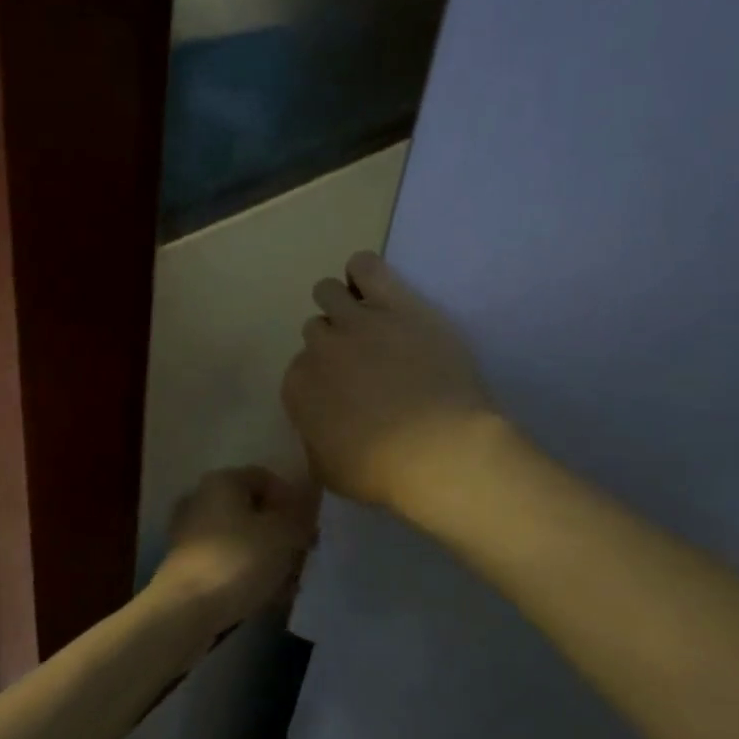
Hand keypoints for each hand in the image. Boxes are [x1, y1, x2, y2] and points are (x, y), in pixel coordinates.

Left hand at [152, 468, 319, 632]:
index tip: (310, 527)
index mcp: (221, 482)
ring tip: (291, 581)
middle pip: (252, 510)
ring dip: (268, 556)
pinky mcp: (187, 566)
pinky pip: (228, 562)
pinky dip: (248, 573)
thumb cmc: (237, 561)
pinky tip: (268, 596)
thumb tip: (309, 500)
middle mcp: (201, 500)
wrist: (185, 609)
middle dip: (281, 532)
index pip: (266, 478)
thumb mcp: (282, 534)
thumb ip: (300, 514)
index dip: (293, 499)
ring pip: (241, 539)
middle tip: (304, 555)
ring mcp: (190, 534)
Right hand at [283, 251, 504, 514]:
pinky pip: (365, 266)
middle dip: (332, 344)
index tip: (340, 394)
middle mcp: (319, 348)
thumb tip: (316, 430)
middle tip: (360, 363)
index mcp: (298, 389)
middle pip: (315, 330)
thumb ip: (314, 442)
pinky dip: (363, 273)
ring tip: (365, 321)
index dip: (319, 381)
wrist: (440, 450)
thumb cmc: (381, 473)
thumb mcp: (329, 473)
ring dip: (340, 305)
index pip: (298, 371)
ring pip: (329, 292)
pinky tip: (372, 286)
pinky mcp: (396, 304)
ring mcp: (356, 322)